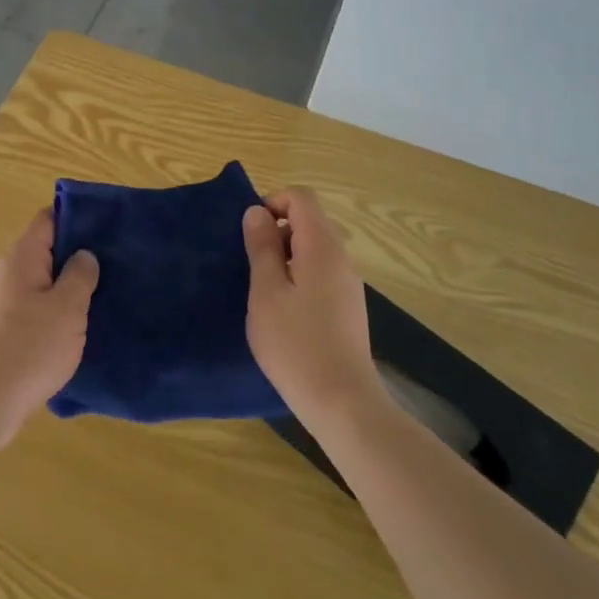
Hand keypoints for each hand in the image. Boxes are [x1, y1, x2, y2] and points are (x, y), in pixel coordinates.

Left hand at [0, 208, 98, 450]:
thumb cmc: (28, 349)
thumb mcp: (67, 309)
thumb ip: (80, 275)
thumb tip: (84, 254)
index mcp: (22, 257)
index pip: (49, 218)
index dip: (78, 218)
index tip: (109, 228)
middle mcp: (7, 273)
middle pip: (47, 251)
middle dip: (78, 257)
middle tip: (116, 266)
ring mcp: (2, 304)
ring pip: (42, 284)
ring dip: (68, 290)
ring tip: (104, 298)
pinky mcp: (2, 332)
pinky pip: (35, 311)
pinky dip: (56, 315)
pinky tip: (78, 330)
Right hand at [243, 188, 385, 430]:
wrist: (341, 401)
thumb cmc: (295, 343)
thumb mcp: (266, 291)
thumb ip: (262, 247)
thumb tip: (257, 212)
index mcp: (322, 246)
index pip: (301, 197)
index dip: (272, 202)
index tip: (250, 233)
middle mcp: (341, 257)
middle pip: (309, 221)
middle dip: (276, 232)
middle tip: (251, 265)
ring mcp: (348, 283)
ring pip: (314, 249)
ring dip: (285, 257)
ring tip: (263, 292)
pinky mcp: (348, 307)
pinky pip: (320, 273)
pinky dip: (298, 277)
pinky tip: (283, 313)